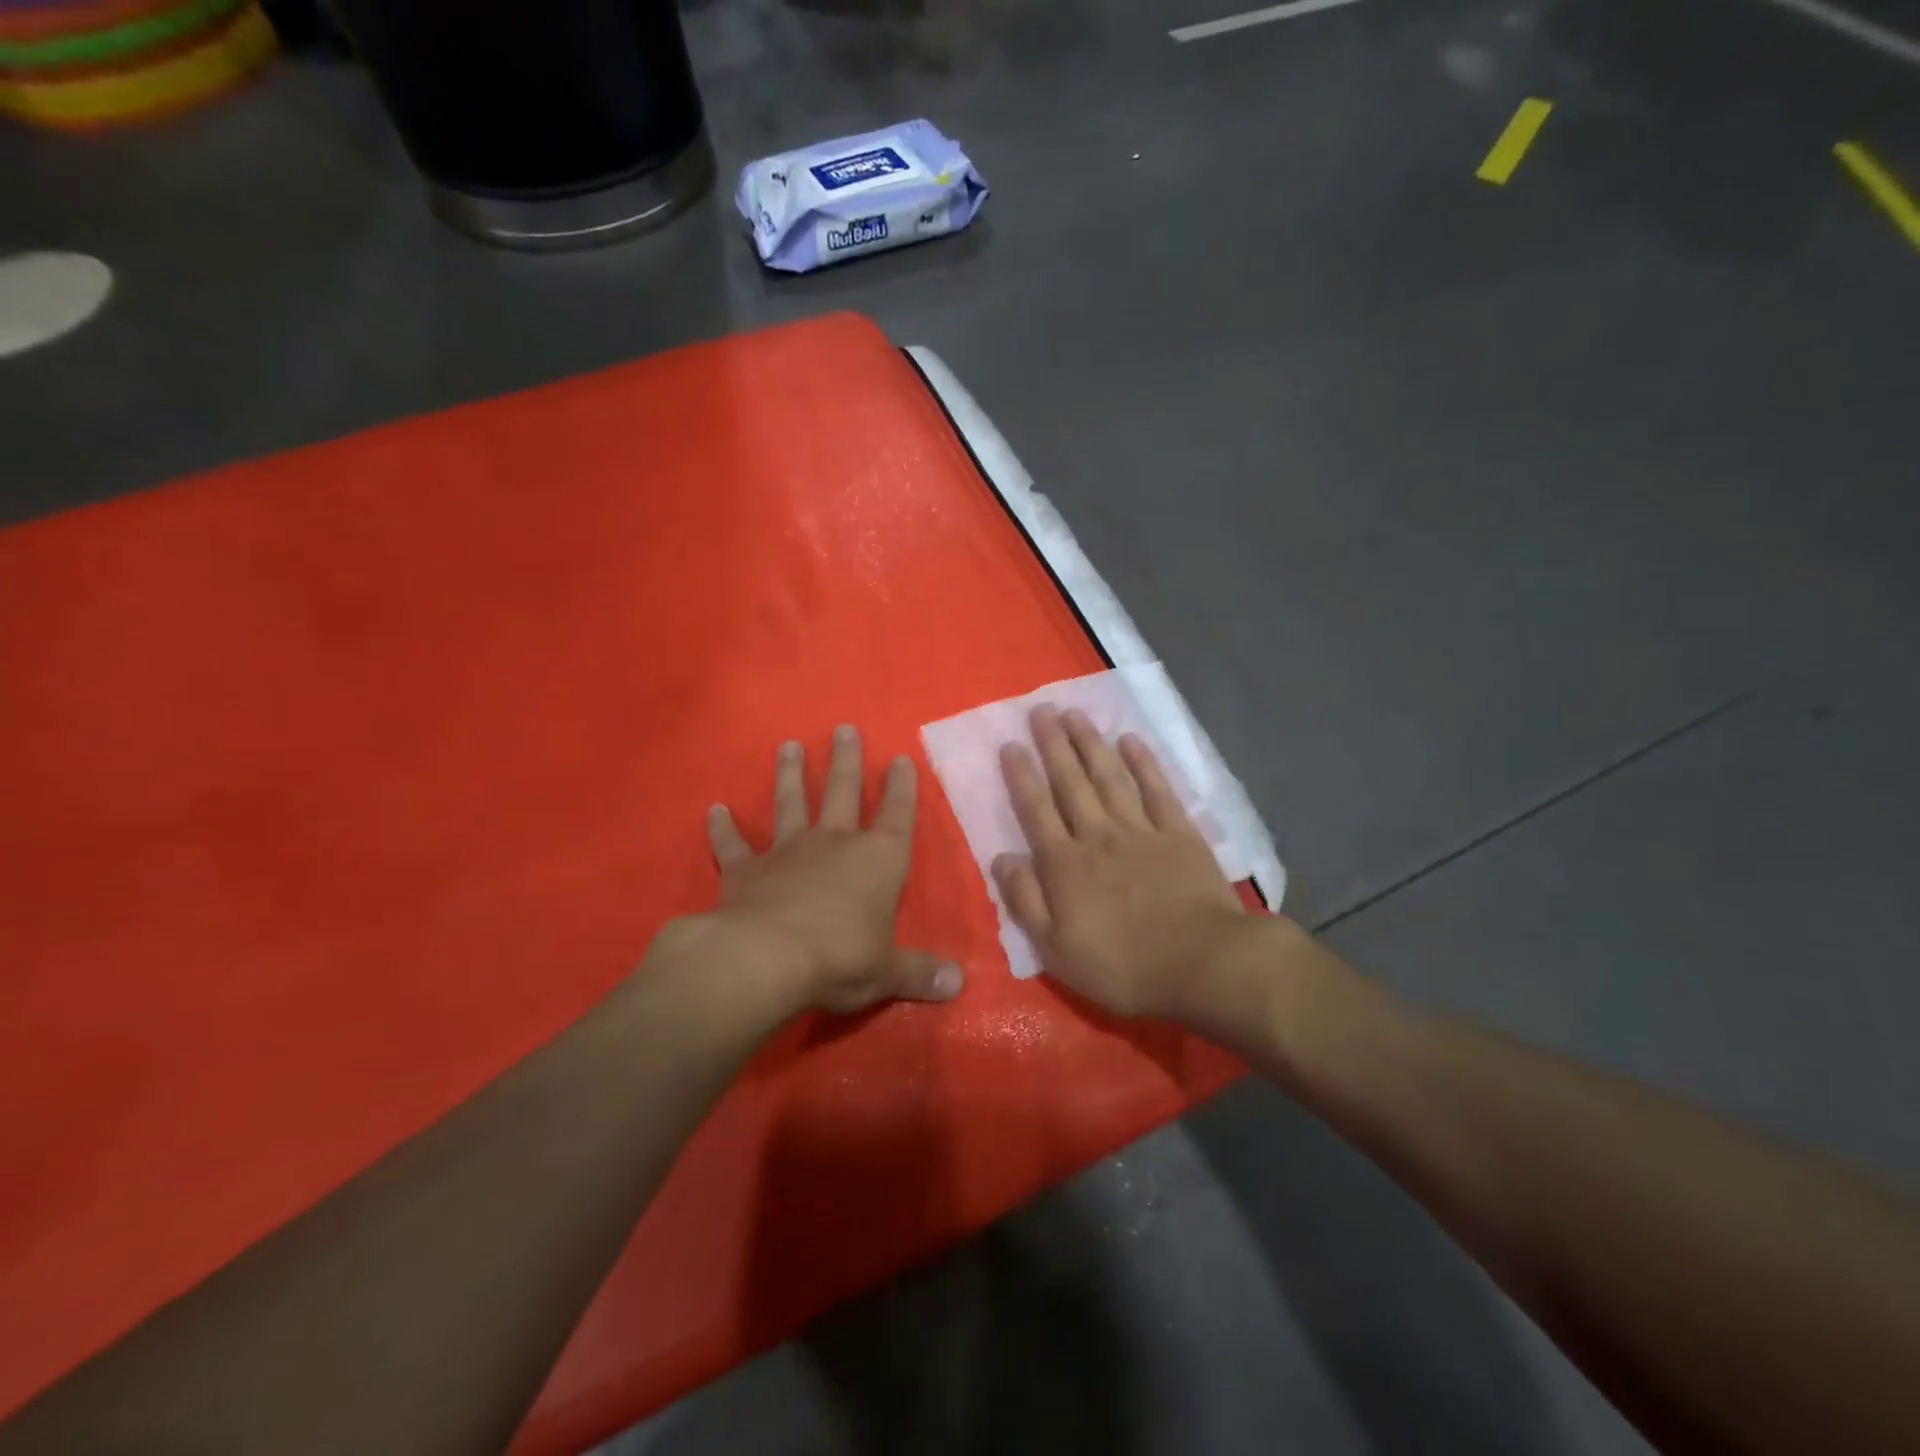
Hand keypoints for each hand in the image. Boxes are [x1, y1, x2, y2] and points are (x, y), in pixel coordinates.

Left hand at [705, 725, 962, 1014]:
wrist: (766, 959)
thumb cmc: (841, 957)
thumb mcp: (888, 971)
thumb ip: (921, 973)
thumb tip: (959, 985)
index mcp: (877, 860)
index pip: (897, 815)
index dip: (901, 788)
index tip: (901, 758)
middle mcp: (834, 844)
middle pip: (843, 792)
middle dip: (846, 761)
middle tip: (843, 728)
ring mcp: (787, 852)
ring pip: (790, 803)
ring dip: (791, 775)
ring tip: (788, 746)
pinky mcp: (746, 871)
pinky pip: (733, 845)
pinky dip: (723, 828)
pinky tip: (714, 810)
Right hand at [993, 706, 1250, 1020]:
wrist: (1203, 963)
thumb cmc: (1123, 965)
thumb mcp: (1055, 949)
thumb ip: (1025, 900)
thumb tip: (1001, 858)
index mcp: (1065, 864)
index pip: (1036, 810)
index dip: (1021, 776)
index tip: (1010, 744)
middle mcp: (1098, 836)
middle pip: (1071, 783)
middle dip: (1053, 745)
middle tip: (1041, 709)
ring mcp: (1141, 830)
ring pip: (1109, 777)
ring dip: (1090, 744)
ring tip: (1075, 714)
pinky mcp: (1180, 834)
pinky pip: (1157, 790)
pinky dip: (1143, 764)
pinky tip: (1131, 741)